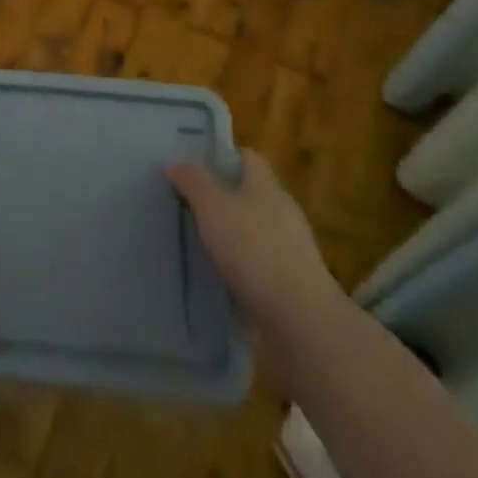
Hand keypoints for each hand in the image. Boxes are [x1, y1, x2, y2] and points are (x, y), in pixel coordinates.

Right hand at [169, 149, 347, 335]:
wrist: (301, 321)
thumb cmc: (254, 250)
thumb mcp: (213, 207)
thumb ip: (193, 182)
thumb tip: (175, 164)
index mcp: (267, 186)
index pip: (247, 157)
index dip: (222, 156)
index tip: (195, 165)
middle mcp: (283, 212)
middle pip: (251, 194)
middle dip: (223, 197)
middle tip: (189, 204)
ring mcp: (292, 250)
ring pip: (255, 232)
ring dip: (232, 236)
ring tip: (199, 244)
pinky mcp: (292, 285)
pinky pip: (260, 267)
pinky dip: (241, 269)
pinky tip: (220, 280)